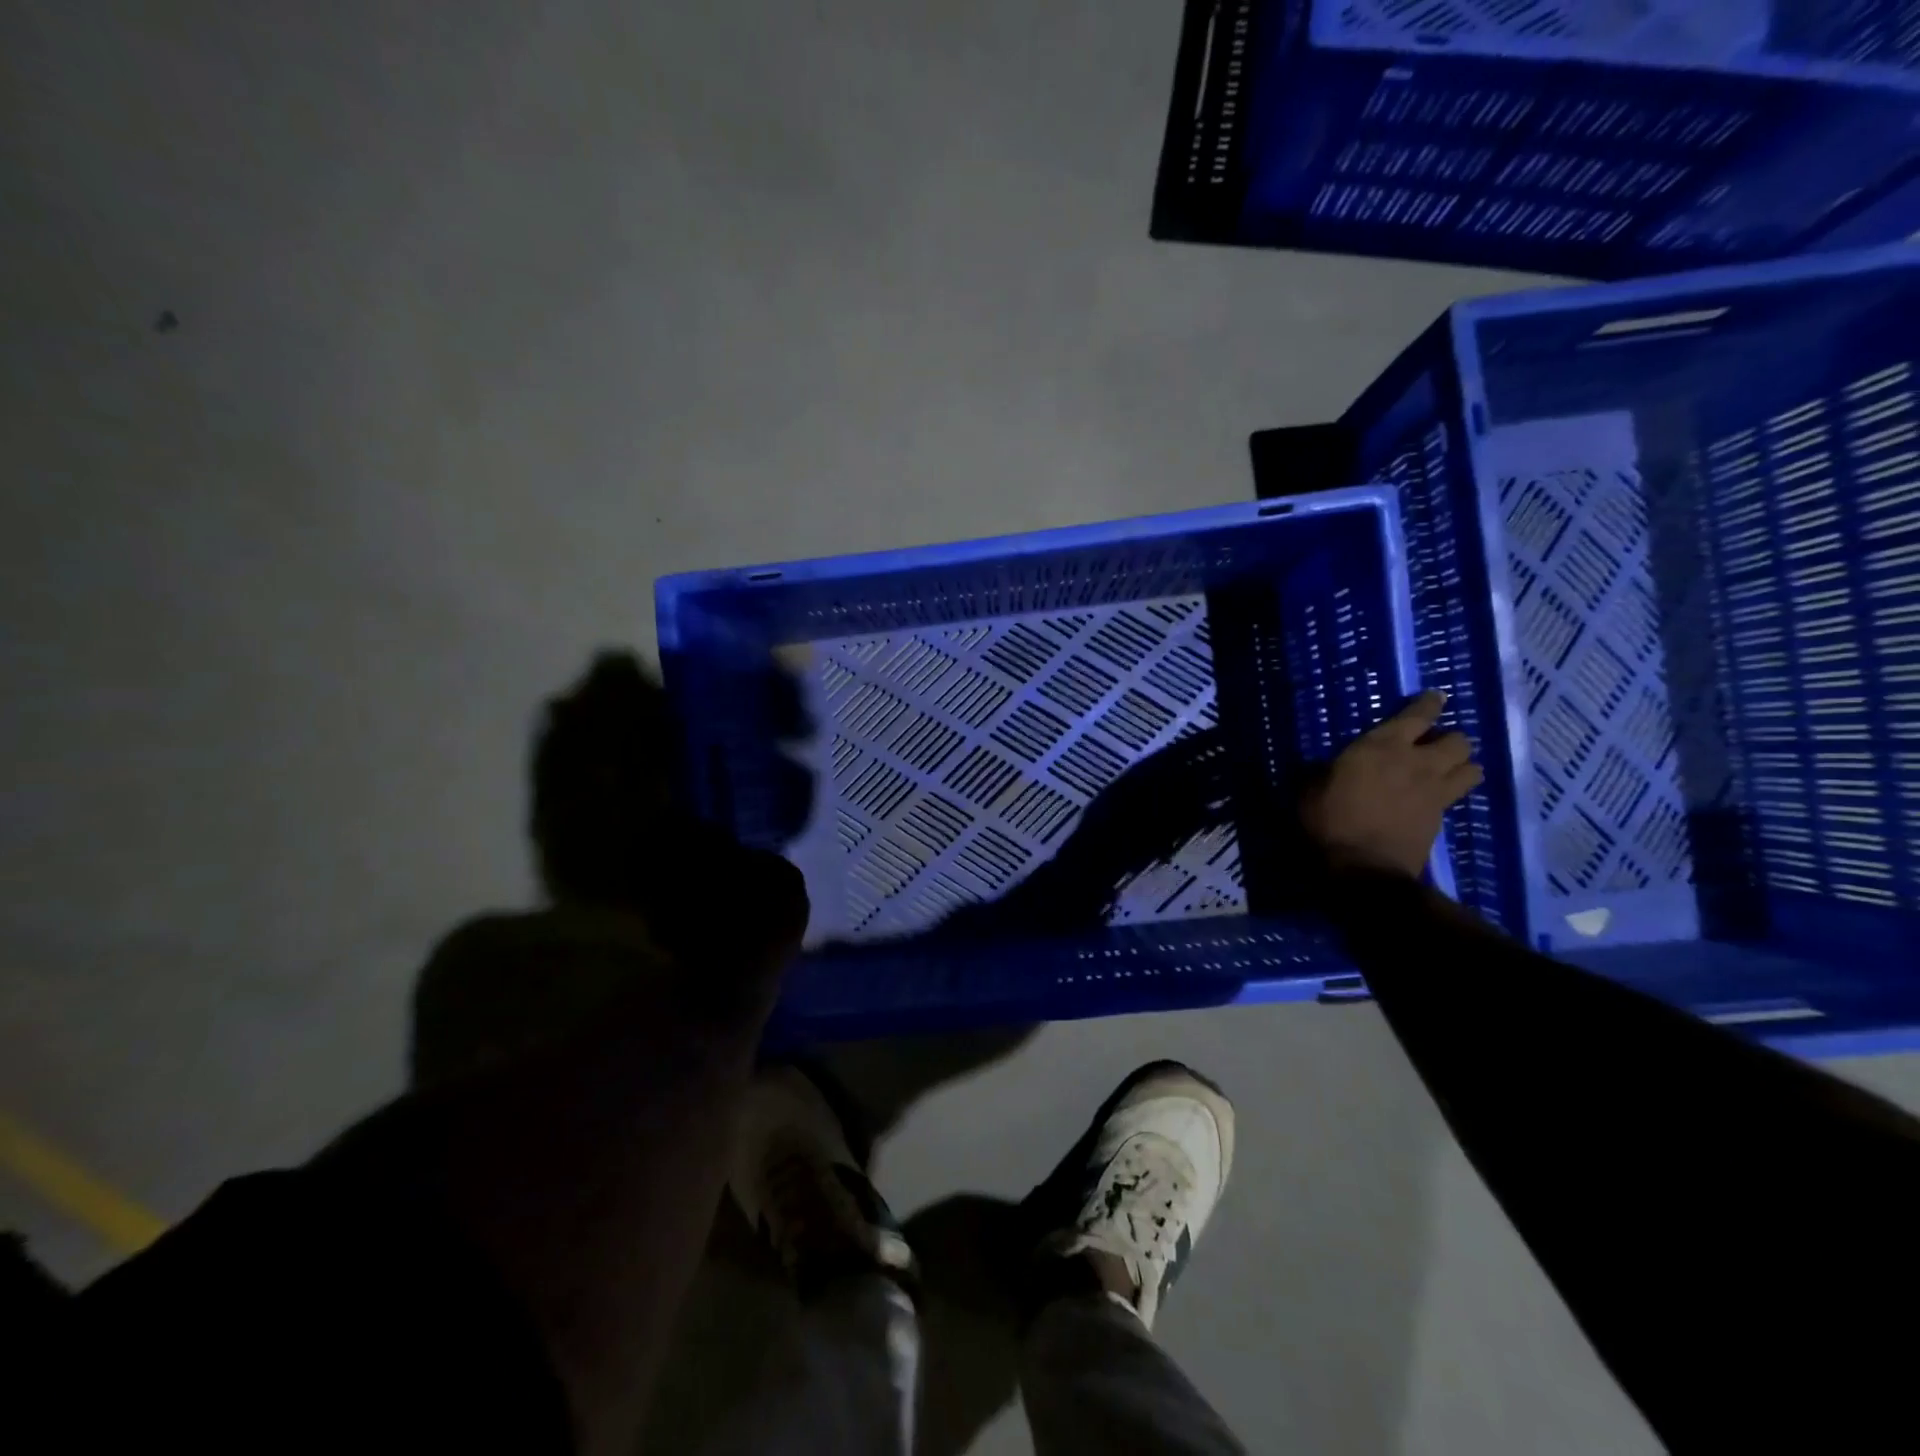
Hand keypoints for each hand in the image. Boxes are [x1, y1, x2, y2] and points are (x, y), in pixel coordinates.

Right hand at [1301, 691, 1482, 878]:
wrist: (1363, 867)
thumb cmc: (1331, 821)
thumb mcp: (1310, 791)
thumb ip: (1321, 773)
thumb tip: (1321, 768)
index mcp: (1383, 746)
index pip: (1418, 714)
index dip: (1430, 704)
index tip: (1437, 698)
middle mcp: (1418, 762)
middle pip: (1458, 740)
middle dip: (1450, 740)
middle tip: (1433, 747)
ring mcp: (1435, 791)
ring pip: (1472, 768)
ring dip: (1462, 766)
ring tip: (1447, 771)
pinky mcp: (1441, 818)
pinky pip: (1458, 797)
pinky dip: (1452, 794)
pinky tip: (1435, 799)